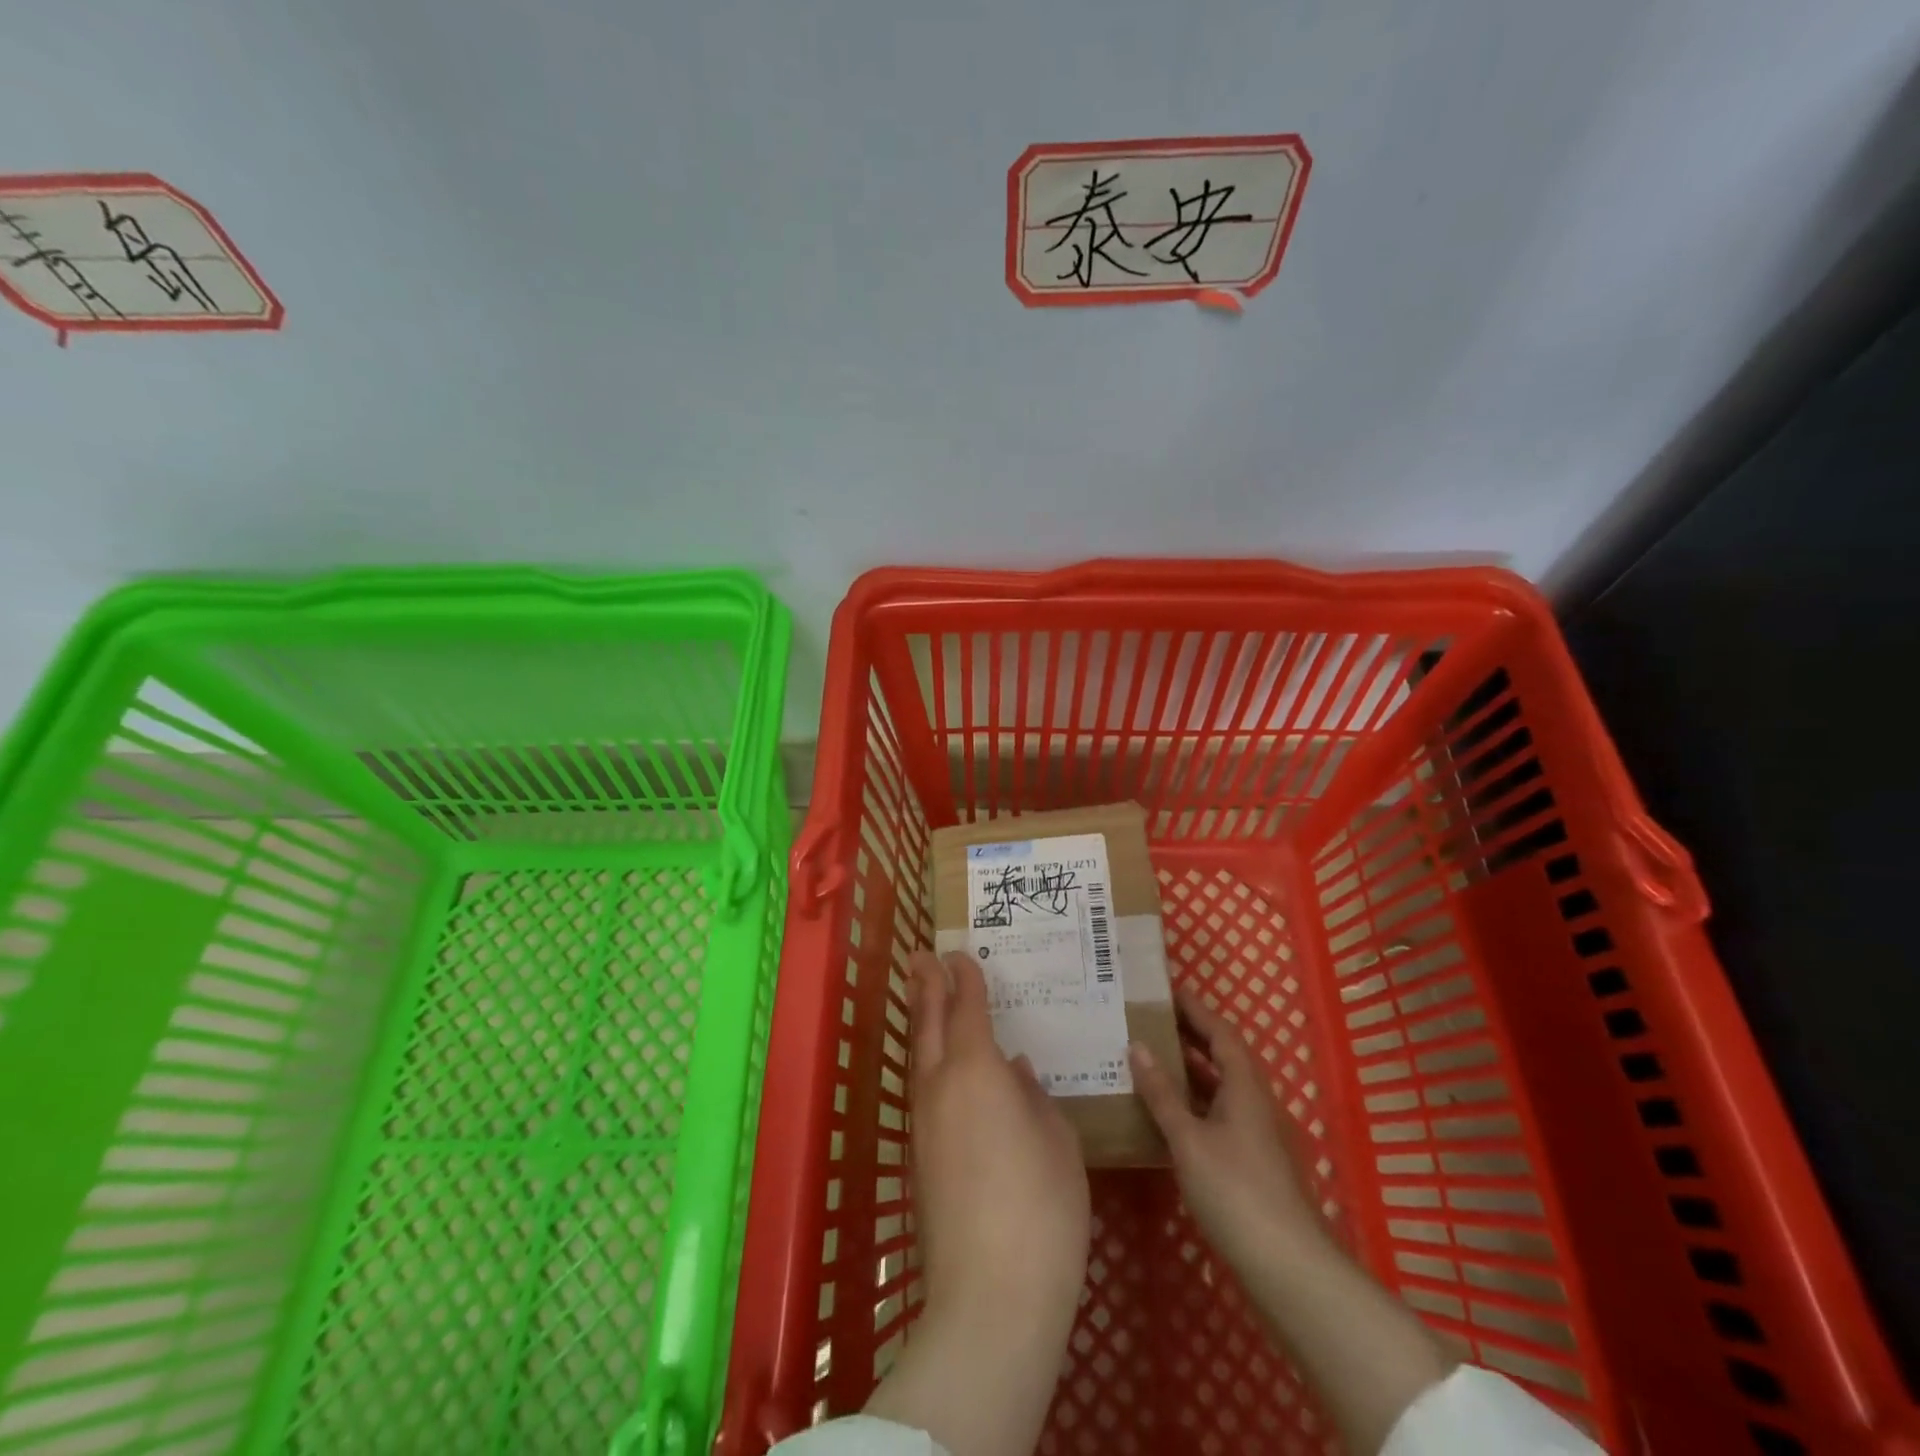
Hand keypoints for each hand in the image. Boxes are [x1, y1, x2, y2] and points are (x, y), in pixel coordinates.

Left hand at [862, 951, 1089, 1455]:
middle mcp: (940, 1085)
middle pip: (929, 1023)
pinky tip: (945, 1070)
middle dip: (926, 986)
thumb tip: (1016, 1071)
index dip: (965, 978)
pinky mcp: (919, 1157)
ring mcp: (924, 1123)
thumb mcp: (1058, 1141)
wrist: (990, 1296)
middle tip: (922, 956)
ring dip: (922, 1022)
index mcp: (977, 1069)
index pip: (967, 1007)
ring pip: (919, 1056)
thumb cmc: (1042, 1207)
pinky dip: (928, 1061)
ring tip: (926, 999)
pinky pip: (922, 1089)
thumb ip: (1034, 1097)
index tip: (960, 954)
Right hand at [1133, 982, 1453, 1455]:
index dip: (1195, 1008)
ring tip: (1147, 1057)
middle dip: (1188, 1035)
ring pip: (1218, 1087)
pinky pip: (1216, 1114)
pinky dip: (1191, 1103)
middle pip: (1221, 1056)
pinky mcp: (1249, 1162)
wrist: (1287, 1267)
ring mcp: (1254, 1134)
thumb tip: (1137, 1046)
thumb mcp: (1189, 1138)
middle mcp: (1253, 1102)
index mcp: (1245, 1086)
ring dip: (1188, 1069)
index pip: (1220, 1032)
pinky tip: (1164, 1112)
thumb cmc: (1236, 1191)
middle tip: (1147, 1019)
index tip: (1165, 989)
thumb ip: (1162, 1093)